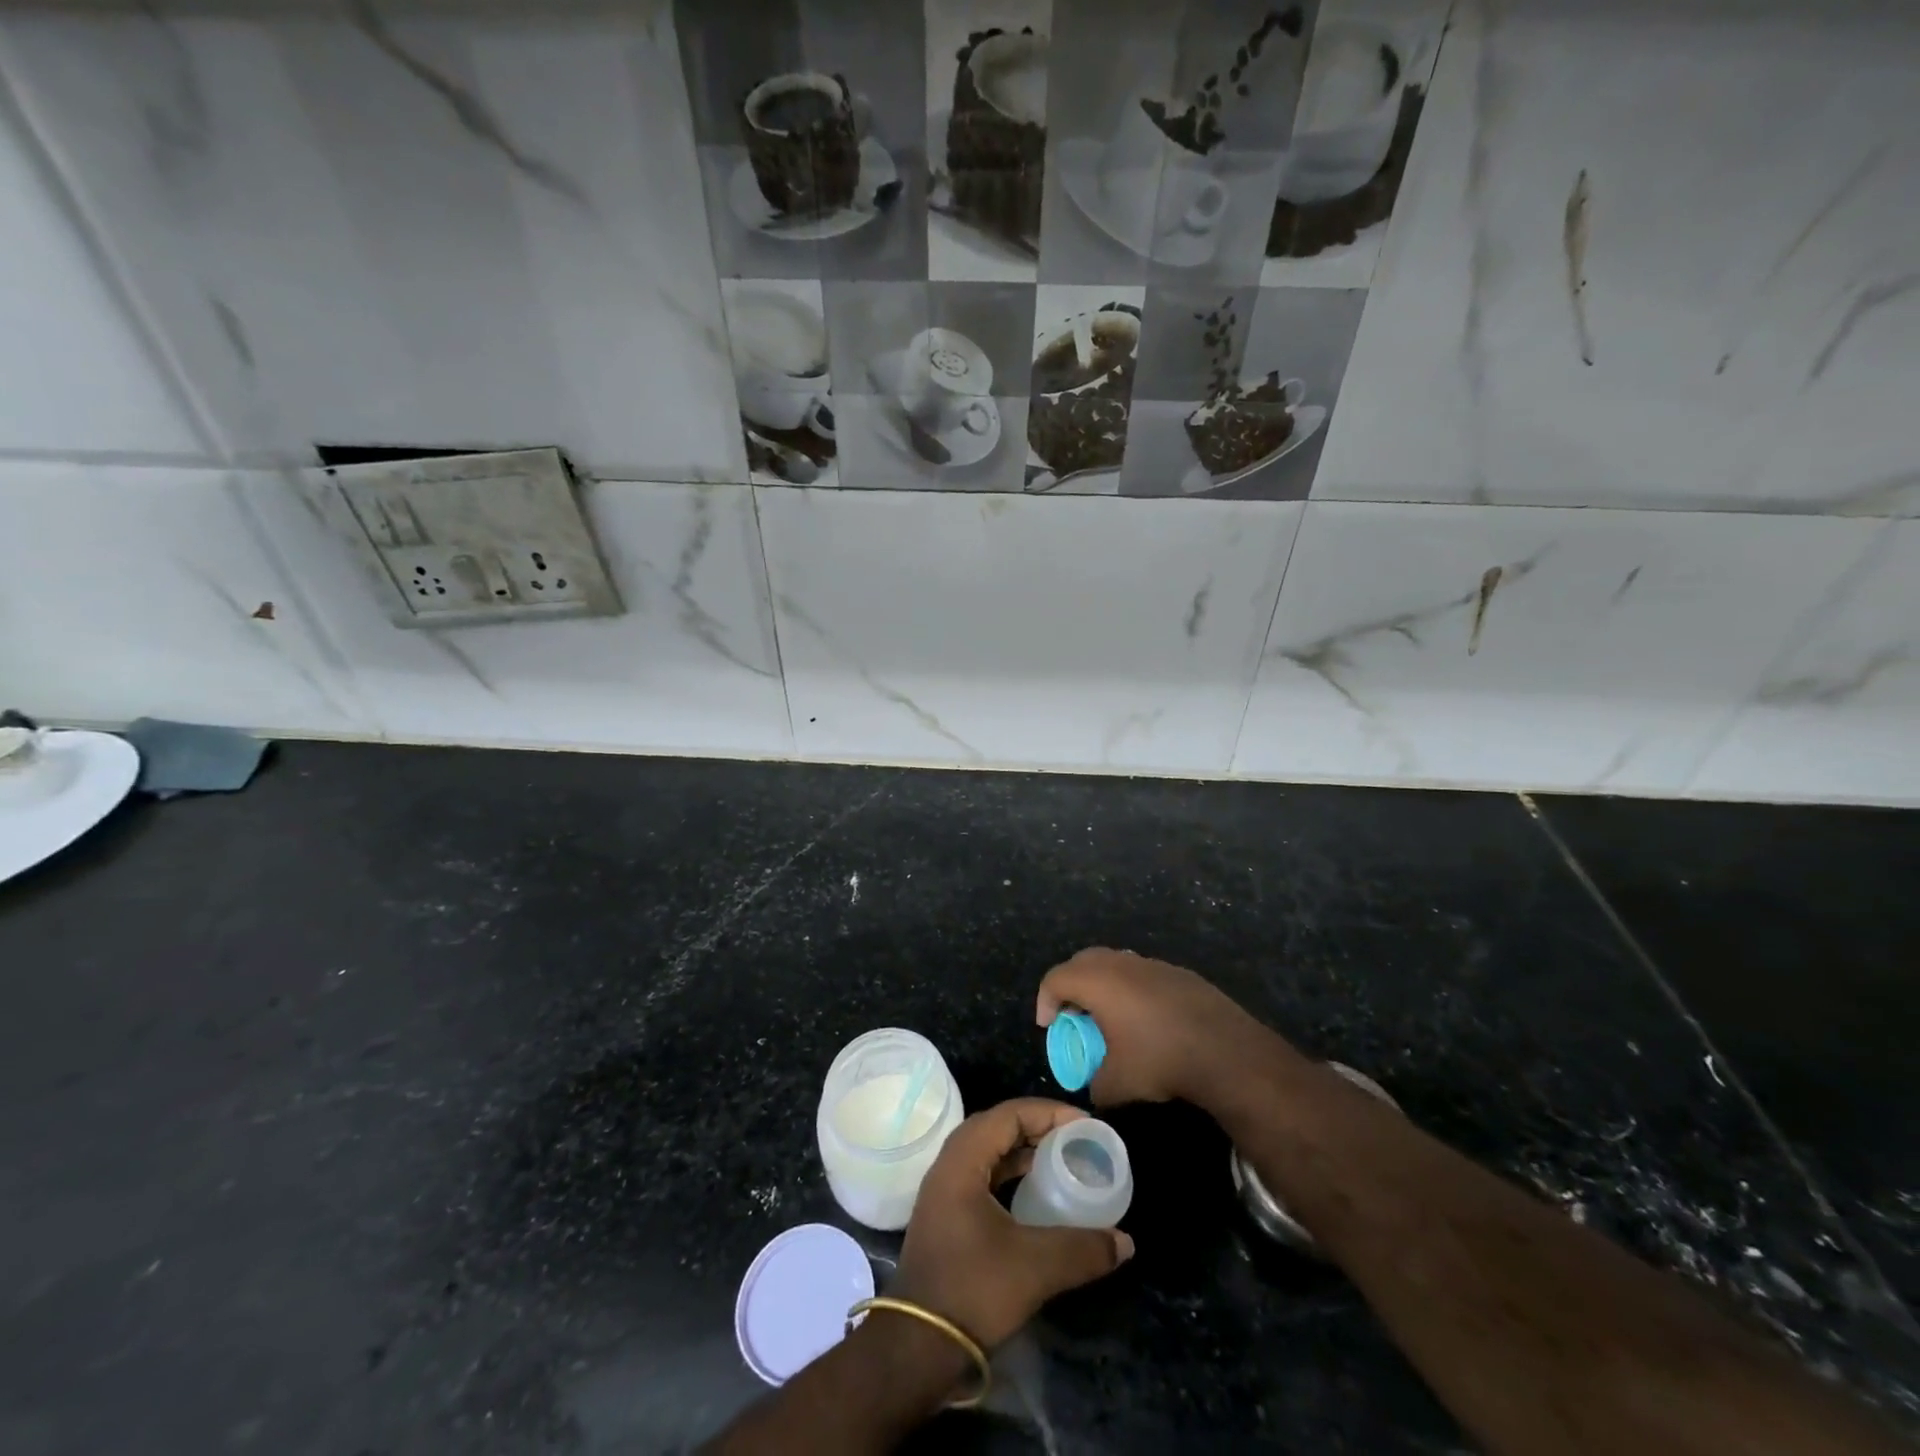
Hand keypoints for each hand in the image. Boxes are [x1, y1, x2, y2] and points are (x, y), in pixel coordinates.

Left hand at [893, 1099, 1133, 1349]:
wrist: (917, 1346)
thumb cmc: (972, 1289)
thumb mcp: (1035, 1267)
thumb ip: (1083, 1249)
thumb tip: (1125, 1242)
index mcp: (962, 1159)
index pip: (1009, 1114)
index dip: (1049, 1112)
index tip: (1085, 1125)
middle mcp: (950, 1164)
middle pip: (999, 1127)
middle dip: (1040, 1127)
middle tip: (1078, 1139)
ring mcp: (945, 1190)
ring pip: (991, 1152)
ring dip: (1025, 1151)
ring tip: (1063, 1160)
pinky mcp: (948, 1214)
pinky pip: (985, 1175)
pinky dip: (1013, 1174)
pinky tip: (1037, 1193)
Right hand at [1036, 947, 1279, 1106]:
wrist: (1226, 1051)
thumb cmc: (1161, 1060)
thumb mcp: (1118, 1084)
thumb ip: (1095, 1085)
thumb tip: (1093, 1088)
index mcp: (1098, 982)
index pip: (1056, 978)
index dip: (1045, 1001)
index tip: (1049, 1026)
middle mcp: (1121, 963)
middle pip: (1082, 962)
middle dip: (1071, 985)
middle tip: (1073, 1015)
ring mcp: (1152, 964)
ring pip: (1115, 963)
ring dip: (1103, 984)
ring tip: (1108, 1016)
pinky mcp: (1178, 972)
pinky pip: (1142, 973)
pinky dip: (1132, 989)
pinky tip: (1146, 1019)